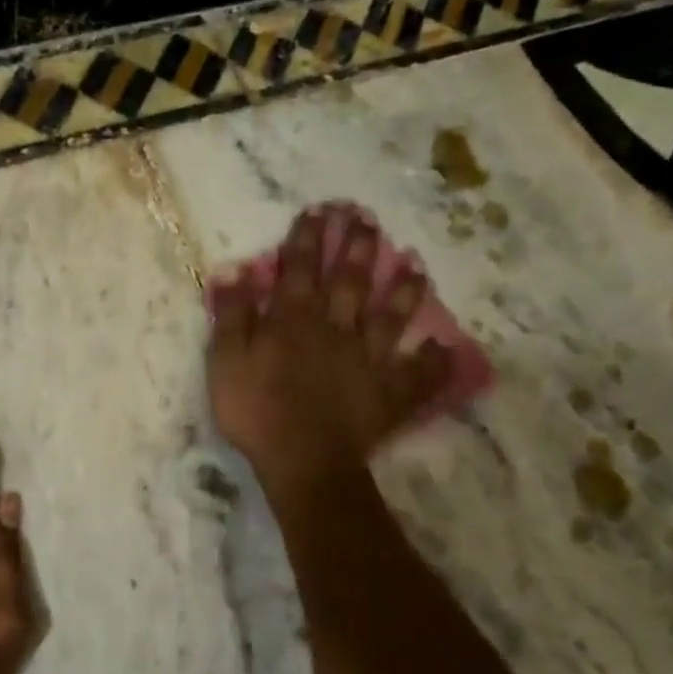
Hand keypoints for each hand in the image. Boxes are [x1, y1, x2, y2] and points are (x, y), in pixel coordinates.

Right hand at [207, 205, 446, 489]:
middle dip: (357, 247)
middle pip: (348, 282)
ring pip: (390, 318)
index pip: (299, 270)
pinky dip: (433, 361)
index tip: (318, 211)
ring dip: (403, 291)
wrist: (304, 463)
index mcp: (294, 321)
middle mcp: (336, 330)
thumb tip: (236, 270)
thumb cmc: (257, 413)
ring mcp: (368, 360)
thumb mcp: (227, 363)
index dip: (307, 238)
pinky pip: (417, 374)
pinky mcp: (389, 393)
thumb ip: (233, 316)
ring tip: (416, 265)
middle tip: (367, 219)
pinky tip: (445, 347)